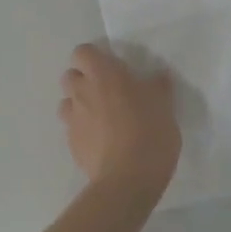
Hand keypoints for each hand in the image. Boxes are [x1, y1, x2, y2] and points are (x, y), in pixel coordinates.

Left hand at [59, 43, 180, 197]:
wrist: (128, 179)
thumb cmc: (149, 132)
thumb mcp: (164, 105)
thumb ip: (158, 87)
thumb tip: (158, 77)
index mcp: (104, 74)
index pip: (82, 52)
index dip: (94, 57)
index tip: (111, 68)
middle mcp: (82, 92)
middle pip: (69, 76)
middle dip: (83, 80)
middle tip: (107, 92)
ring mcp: (73, 119)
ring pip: (66, 103)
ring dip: (79, 105)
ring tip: (101, 118)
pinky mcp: (71, 144)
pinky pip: (72, 129)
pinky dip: (82, 130)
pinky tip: (101, 142)